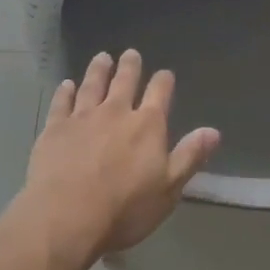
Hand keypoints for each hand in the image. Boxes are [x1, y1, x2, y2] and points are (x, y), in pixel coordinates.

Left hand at [22, 49, 220, 263]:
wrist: (66, 216)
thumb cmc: (124, 208)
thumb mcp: (168, 189)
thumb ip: (189, 156)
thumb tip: (213, 131)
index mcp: (147, 125)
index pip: (160, 93)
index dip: (164, 81)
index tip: (165, 74)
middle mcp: (116, 112)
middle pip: (124, 82)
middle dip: (130, 66)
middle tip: (130, 53)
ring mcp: (83, 117)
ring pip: (93, 85)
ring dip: (98, 70)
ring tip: (102, 57)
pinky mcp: (56, 128)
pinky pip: (62, 102)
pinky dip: (65, 91)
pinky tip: (66, 84)